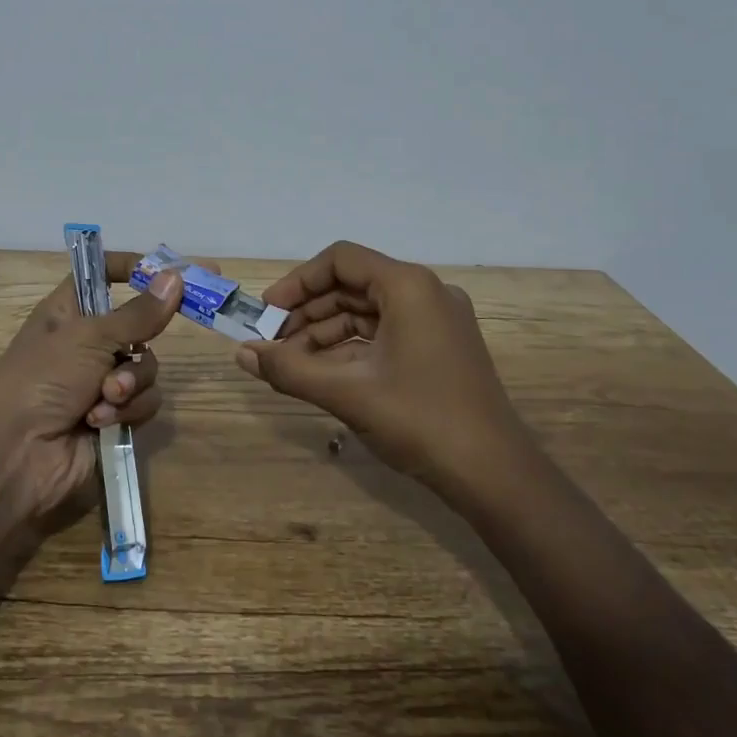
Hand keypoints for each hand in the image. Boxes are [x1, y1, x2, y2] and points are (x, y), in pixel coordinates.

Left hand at [0, 253, 187, 520]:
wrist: (16, 453)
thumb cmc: (43, 378)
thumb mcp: (90, 337)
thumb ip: (139, 313)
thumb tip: (176, 277)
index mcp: (71, 311)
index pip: (104, 275)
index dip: (132, 269)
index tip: (169, 273)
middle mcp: (88, 343)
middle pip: (139, 326)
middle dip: (140, 343)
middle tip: (137, 348)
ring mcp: (101, 381)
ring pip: (146, 368)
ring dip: (131, 384)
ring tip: (106, 397)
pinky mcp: (114, 417)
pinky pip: (144, 402)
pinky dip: (127, 411)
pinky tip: (100, 422)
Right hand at [232, 241, 526, 489]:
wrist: (495, 475)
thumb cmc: (420, 421)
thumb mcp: (347, 393)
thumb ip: (289, 369)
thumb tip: (242, 354)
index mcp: (408, 286)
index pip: (340, 260)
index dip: (298, 282)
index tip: (268, 312)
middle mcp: (425, 292)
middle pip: (352, 284)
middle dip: (307, 312)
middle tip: (272, 342)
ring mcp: (436, 320)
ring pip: (367, 312)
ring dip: (325, 332)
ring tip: (290, 362)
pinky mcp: (440, 347)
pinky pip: (384, 333)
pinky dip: (350, 348)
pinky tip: (323, 372)